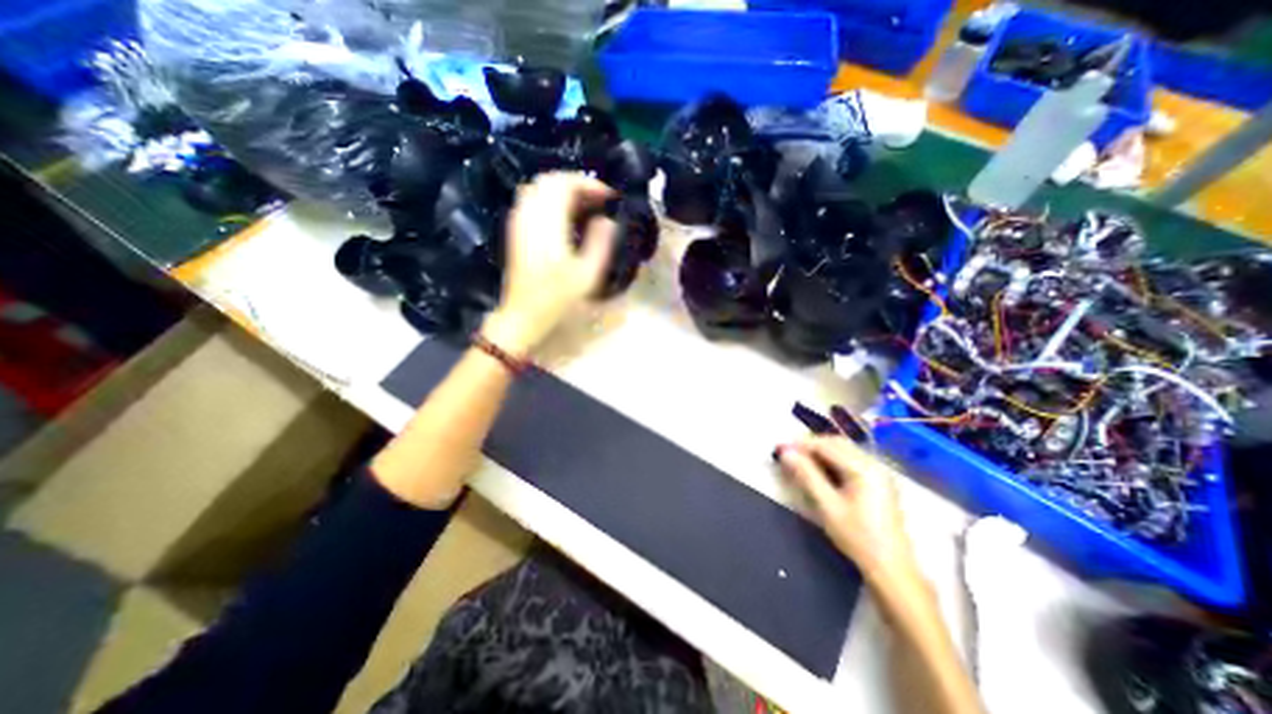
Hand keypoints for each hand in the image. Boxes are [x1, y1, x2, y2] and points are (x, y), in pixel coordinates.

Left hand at [486, 173, 620, 357]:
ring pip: (537, 188)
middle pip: (548, 180)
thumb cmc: (557, 298)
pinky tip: (565, 216)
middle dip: (576, 183)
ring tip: (584, 204)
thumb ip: (600, 243)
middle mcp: (528, 215)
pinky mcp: (515, 230)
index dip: (589, 184)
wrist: (522, 315)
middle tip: (598, 199)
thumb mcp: (587, 275)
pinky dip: (549, 198)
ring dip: (561, 189)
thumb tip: (607, 220)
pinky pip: (530, 200)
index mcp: (547, 224)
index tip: (609, 197)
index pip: (564, 184)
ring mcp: (518, 222)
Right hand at [781, 438, 919, 583]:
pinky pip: (851, 461)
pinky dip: (833, 460)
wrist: (891, 569)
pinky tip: (820, 471)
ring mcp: (879, 473)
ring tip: (800, 461)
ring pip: (844, 451)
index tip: (779, 449)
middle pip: (837, 444)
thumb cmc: (857, 537)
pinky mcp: (878, 483)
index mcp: (864, 469)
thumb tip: (785, 453)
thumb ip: (806, 475)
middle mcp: (874, 465)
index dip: (801, 445)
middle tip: (788, 454)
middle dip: (811, 445)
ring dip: (821, 452)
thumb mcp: (827, 506)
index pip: (826, 446)